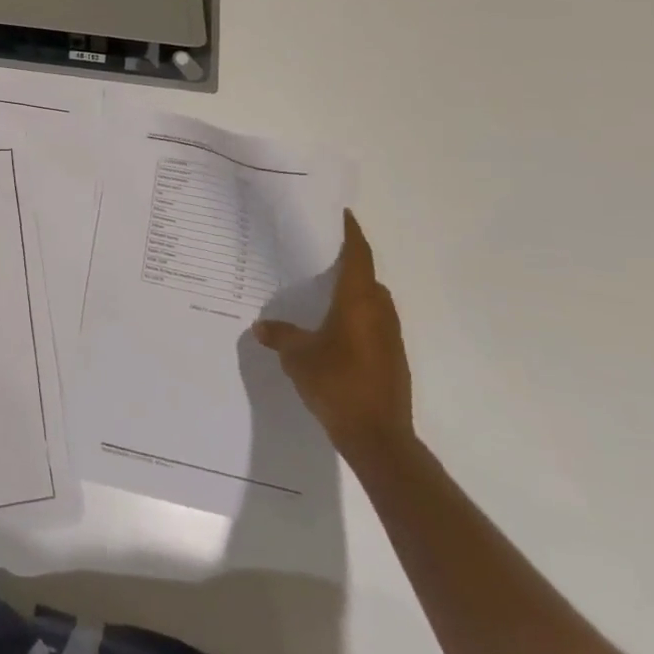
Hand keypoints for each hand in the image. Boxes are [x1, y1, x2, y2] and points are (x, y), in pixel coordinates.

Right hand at [254, 209, 412, 461]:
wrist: (379, 439)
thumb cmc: (337, 383)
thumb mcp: (298, 357)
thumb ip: (281, 336)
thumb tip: (261, 326)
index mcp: (359, 301)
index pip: (358, 255)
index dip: (351, 233)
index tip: (342, 215)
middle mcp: (379, 312)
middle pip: (366, 277)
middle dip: (347, 264)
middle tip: (319, 255)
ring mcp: (390, 338)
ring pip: (372, 303)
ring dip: (353, 293)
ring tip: (322, 292)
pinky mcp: (392, 360)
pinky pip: (373, 325)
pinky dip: (356, 318)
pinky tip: (332, 331)